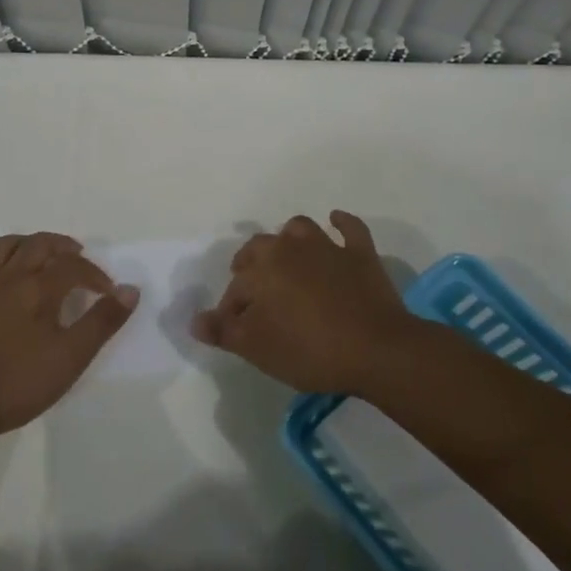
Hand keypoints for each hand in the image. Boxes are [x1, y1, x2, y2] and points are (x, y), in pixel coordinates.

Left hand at [0, 233, 138, 439]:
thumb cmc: (19, 383)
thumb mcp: (71, 357)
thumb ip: (102, 322)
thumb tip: (130, 290)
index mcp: (38, 288)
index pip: (73, 266)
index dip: (95, 274)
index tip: (108, 293)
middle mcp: (8, 277)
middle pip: (38, 244)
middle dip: (62, 246)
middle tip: (78, 256)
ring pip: (4, 246)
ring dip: (27, 243)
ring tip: (40, 254)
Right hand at [192, 212, 416, 392]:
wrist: (376, 349)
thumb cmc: (309, 349)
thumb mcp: (257, 348)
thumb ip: (224, 331)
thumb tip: (195, 320)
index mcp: (262, 268)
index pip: (236, 286)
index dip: (231, 308)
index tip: (233, 330)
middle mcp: (290, 248)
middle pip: (262, 247)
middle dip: (250, 264)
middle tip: (251, 287)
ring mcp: (328, 247)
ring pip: (300, 230)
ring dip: (288, 239)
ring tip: (286, 256)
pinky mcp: (360, 254)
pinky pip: (349, 228)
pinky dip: (341, 223)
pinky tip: (336, 221)